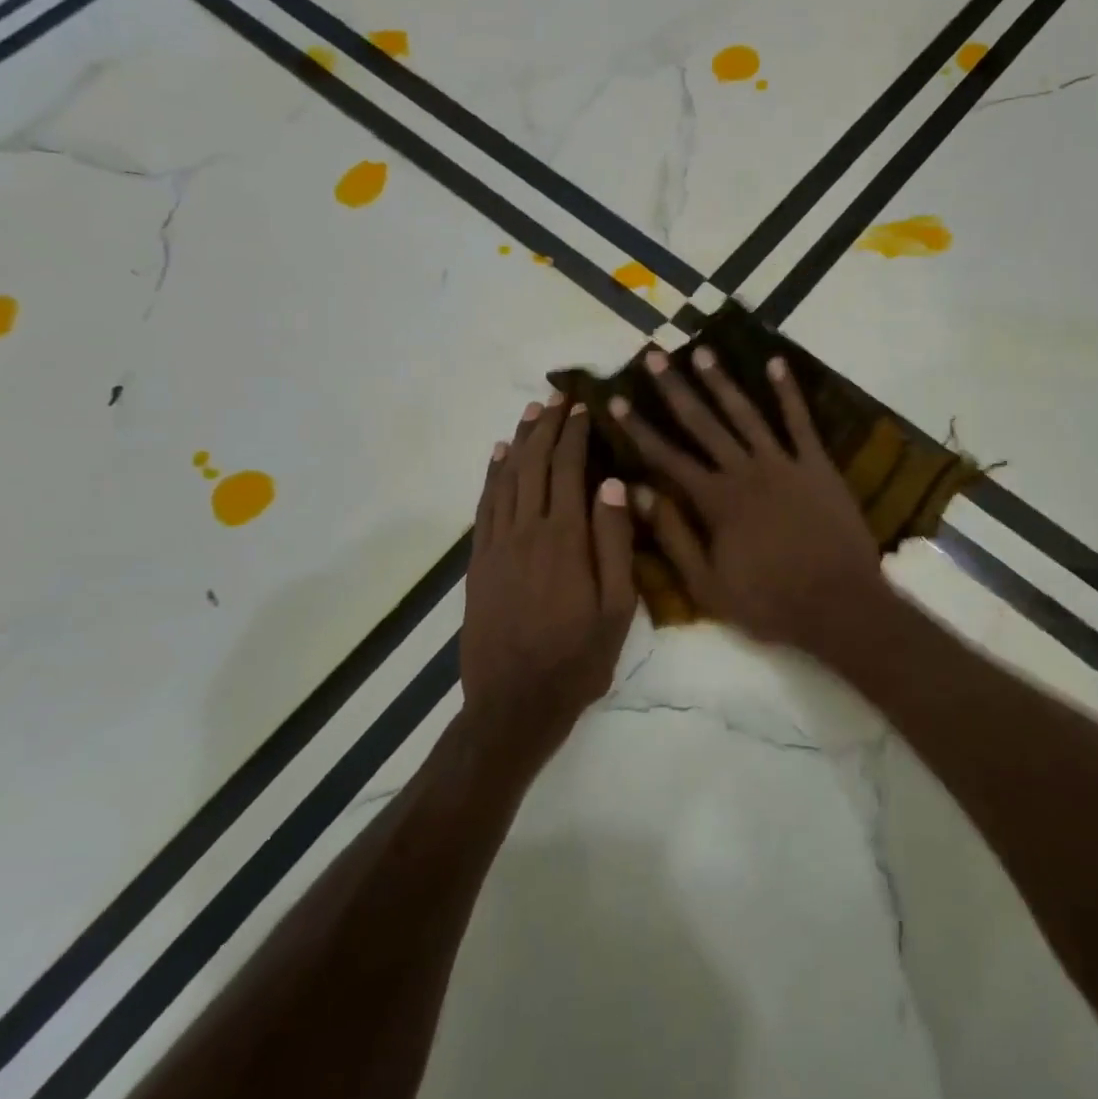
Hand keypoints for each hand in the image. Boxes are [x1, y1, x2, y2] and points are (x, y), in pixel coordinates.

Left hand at [461, 394, 636, 757]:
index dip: (575, 435)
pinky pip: (484, 506)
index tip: (583, 406)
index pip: (568, 470)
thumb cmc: (578, 658)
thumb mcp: (618, 608)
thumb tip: (614, 484)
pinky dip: (492, 474)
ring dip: (520, 441)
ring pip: (507, 478)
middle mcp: (527, 531)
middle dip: (547, 426)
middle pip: (534, 465)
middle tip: (557, 395)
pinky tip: (498, 456)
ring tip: (531, 412)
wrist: (514, 703)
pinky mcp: (479, 562)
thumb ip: (616, 543)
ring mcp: (497, 545)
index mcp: (565, 539)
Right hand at [607, 347, 886, 650]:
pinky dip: (789, 392)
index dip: (639, 428)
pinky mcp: (818, 465)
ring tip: (702, 351)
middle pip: (703, 423)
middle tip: (654, 355)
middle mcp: (745, 471)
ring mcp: (784, 463)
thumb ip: (673, 536)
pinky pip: (801, 422)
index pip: (667, 457)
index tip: (616, 399)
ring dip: (722, 381)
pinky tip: (777, 363)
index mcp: (715, 501)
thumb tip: (639, 493)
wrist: (839, 605)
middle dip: (675, 388)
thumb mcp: (708, 584)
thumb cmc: (769, 602)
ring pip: (746, 413)